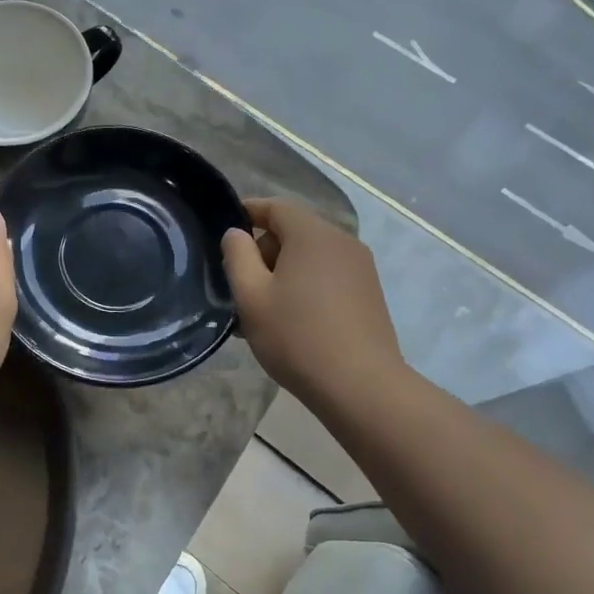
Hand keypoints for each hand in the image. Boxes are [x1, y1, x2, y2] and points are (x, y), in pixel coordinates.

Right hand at [221, 197, 404, 405]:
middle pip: (294, 232)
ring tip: (261, 311)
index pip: (276, 207)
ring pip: (310, 257)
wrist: (361, 387)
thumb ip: (237, 256)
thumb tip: (236, 234)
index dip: (248, 212)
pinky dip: (304, 287)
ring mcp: (360, 269)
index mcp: (312, 235)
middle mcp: (342, 242)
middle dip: (263, 251)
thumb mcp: (251, 296)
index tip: (224, 230)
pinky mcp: (369, 294)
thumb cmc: (296, 336)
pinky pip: (327, 277)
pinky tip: (291, 322)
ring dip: (282, 274)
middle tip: (239, 286)